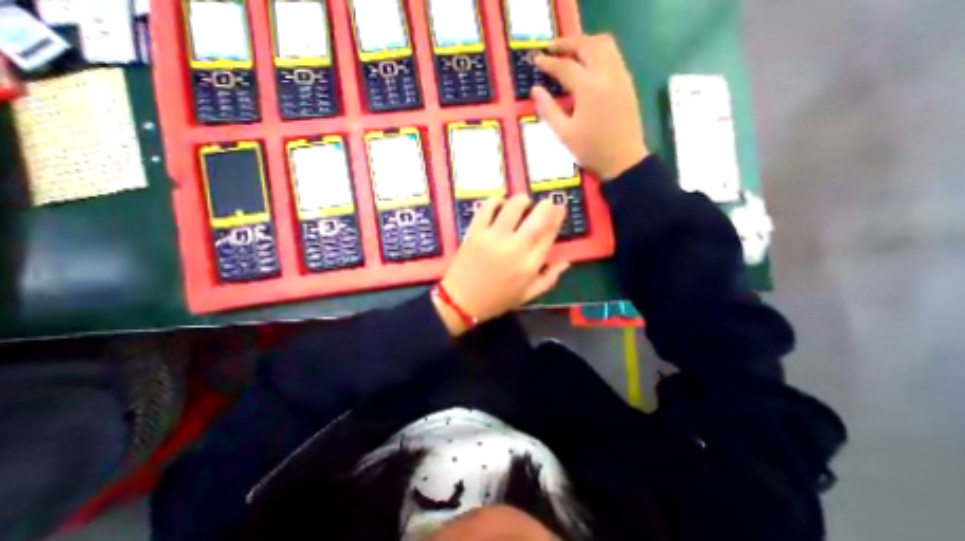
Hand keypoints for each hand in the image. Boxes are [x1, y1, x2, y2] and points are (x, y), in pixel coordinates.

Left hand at [436, 196, 571, 335]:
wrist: (461, 301)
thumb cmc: (496, 300)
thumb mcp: (527, 296)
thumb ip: (549, 279)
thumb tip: (566, 261)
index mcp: (530, 264)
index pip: (549, 234)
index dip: (557, 217)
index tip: (560, 208)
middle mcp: (516, 247)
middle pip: (537, 216)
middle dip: (546, 205)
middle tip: (545, 203)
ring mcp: (494, 237)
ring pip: (514, 206)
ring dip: (522, 200)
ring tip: (522, 204)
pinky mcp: (476, 232)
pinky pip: (488, 207)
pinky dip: (496, 201)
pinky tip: (499, 205)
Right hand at [536, 34, 647, 182]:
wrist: (623, 160)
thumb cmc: (591, 150)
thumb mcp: (564, 134)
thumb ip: (548, 110)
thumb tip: (535, 90)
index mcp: (588, 88)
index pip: (565, 66)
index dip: (548, 62)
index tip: (536, 60)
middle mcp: (606, 74)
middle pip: (587, 45)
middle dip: (567, 43)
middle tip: (551, 49)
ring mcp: (620, 76)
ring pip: (604, 44)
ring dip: (585, 42)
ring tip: (570, 51)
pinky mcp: (627, 83)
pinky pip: (613, 55)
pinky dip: (598, 51)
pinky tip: (589, 64)